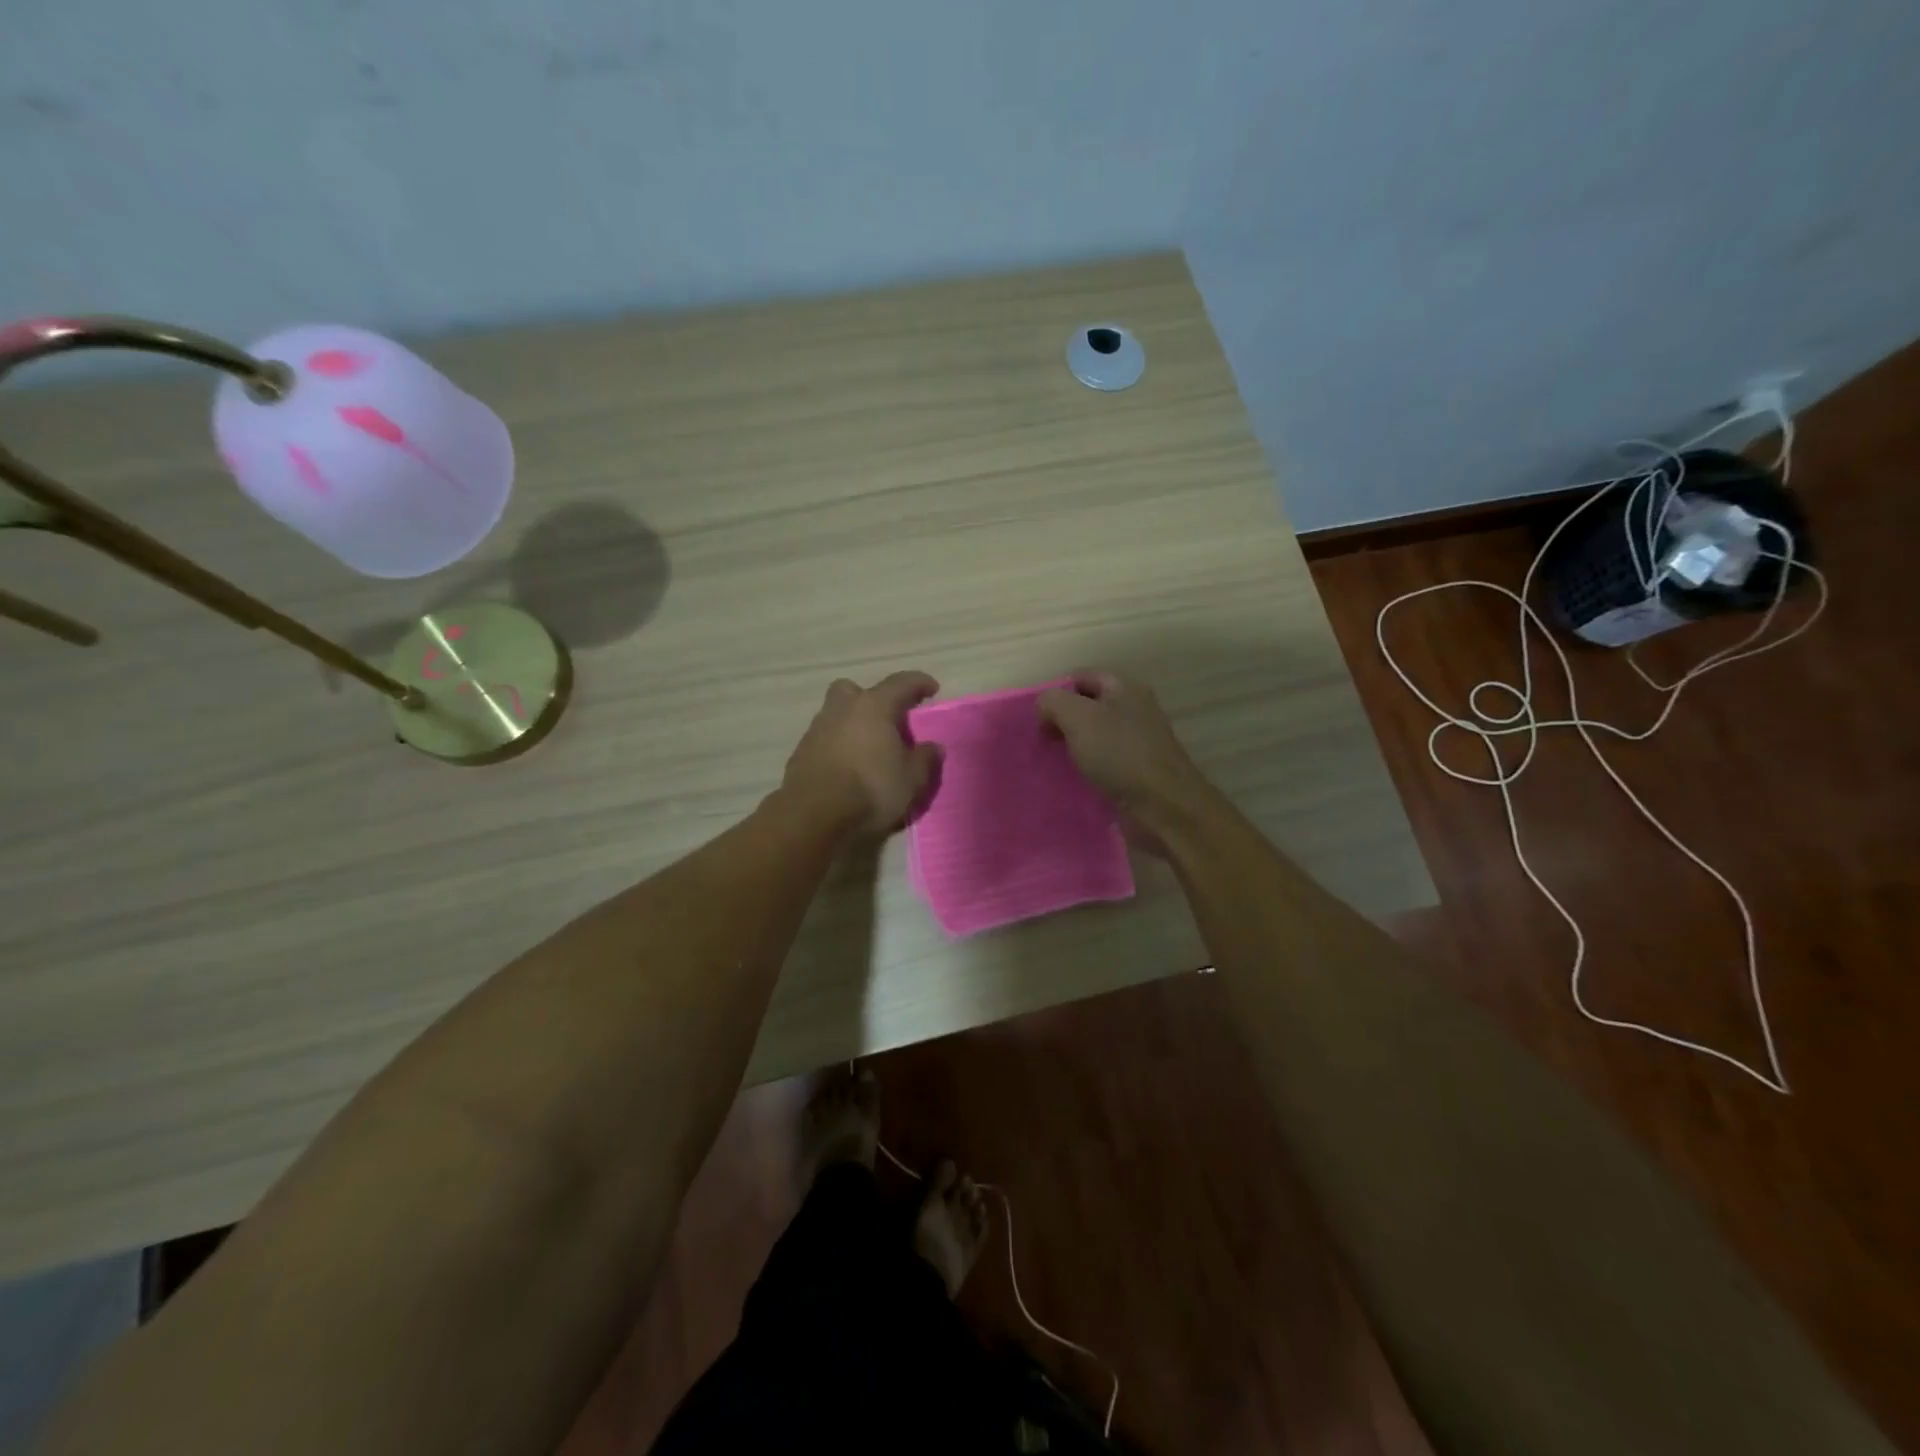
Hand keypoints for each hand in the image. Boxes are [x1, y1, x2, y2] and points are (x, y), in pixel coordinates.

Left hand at [781, 671, 941, 836]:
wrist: (813, 817)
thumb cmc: (871, 790)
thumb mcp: (911, 780)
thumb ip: (925, 759)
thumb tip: (933, 747)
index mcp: (873, 707)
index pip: (900, 683)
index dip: (918, 683)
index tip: (932, 688)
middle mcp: (842, 710)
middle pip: (854, 690)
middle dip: (870, 698)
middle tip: (886, 718)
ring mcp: (817, 730)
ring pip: (836, 715)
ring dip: (852, 725)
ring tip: (869, 750)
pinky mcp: (800, 754)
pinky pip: (825, 740)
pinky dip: (837, 747)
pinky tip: (848, 768)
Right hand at [1036, 671, 1215, 849]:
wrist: (1163, 806)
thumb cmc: (1119, 753)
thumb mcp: (1078, 716)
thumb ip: (1053, 703)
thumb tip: (1044, 710)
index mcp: (1125, 688)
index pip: (1082, 677)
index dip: (1056, 692)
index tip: (1037, 718)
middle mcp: (1134, 711)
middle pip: (1088, 707)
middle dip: (1061, 722)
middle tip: (1041, 741)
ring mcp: (1136, 743)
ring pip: (1094, 738)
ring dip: (1071, 749)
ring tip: (1049, 762)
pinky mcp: (1135, 773)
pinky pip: (1102, 765)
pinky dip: (1085, 771)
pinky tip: (1069, 782)